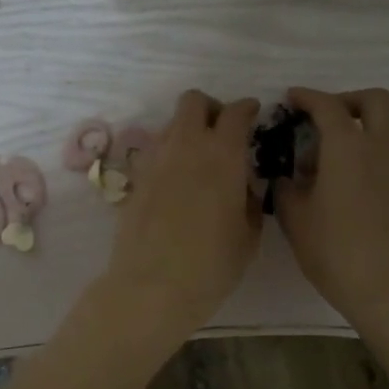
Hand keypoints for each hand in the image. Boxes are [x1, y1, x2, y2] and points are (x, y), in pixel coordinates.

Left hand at [104, 90, 261, 338]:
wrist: (153, 286)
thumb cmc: (212, 264)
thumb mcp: (248, 235)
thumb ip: (250, 201)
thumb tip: (243, 187)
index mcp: (222, 154)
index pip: (236, 112)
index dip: (247, 109)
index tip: (253, 115)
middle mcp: (186, 147)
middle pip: (193, 102)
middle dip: (211, 109)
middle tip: (222, 133)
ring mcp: (155, 161)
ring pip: (171, 125)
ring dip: (187, 132)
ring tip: (199, 161)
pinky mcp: (135, 180)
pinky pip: (154, 153)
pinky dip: (168, 157)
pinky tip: (176, 183)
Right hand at [275, 87, 388, 332]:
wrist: (387, 288)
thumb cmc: (334, 250)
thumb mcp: (295, 218)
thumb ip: (287, 188)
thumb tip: (287, 176)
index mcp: (348, 148)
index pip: (328, 106)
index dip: (308, 97)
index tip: (291, 98)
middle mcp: (379, 149)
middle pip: (374, 101)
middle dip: (347, 100)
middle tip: (321, 118)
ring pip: (386, 127)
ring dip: (359, 126)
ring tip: (328, 154)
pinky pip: (388, 154)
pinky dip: (368, 151)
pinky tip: (345, 181)